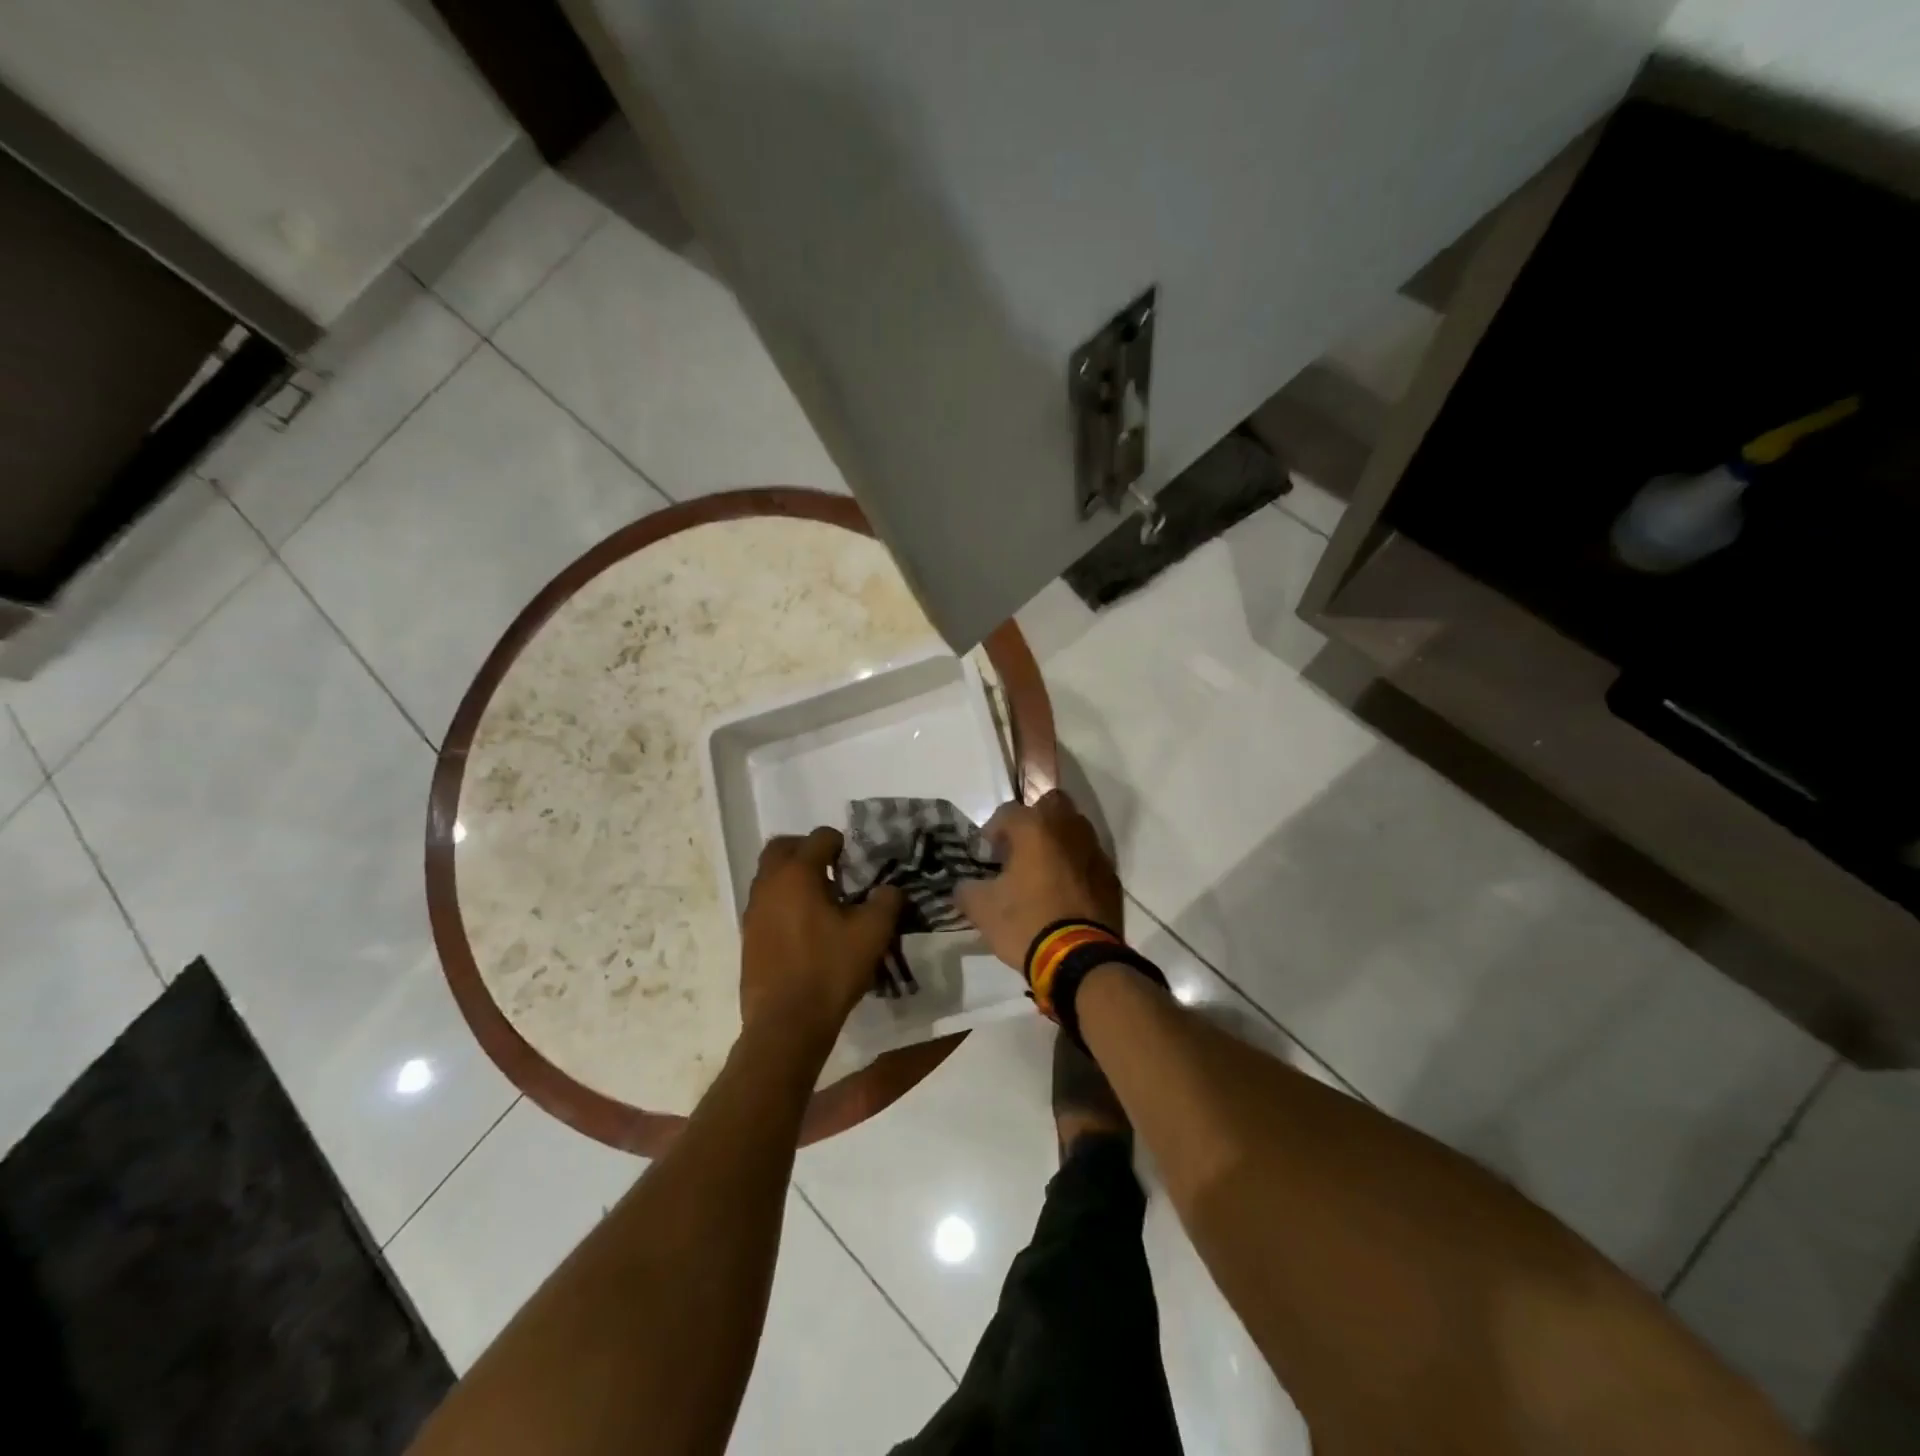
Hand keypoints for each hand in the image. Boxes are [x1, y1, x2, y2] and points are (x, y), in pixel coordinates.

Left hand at [739, 827, 902, 1047]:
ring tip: (821, 899)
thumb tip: (888, 889)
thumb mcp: (872, 934)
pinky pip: (766, 902)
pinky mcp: (748, 935)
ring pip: (770, 875)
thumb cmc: (830, 970)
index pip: (819, 837)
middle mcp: (769, 883)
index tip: (856, 862)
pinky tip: (806, 927)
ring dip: (793, 876)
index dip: (841, 843)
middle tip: (833, 868)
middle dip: (807, 850)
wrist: (786, 1024)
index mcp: (798, 873)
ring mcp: (753, 910)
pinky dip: (783, 901)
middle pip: (783, 847)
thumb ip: (886, 902)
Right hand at [956, 790, 1123, 972]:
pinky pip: (1089, 858)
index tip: (987, 857)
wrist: (1080, 959)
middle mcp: (1068, 828)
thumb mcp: (982, 909)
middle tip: (1019, 850)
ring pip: (1074, 828)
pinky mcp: (1110, 876)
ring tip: (1042, 871)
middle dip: (1033, 821)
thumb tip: (965, 886)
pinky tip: (1064, 892)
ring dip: (1057, 841)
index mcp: (1034, 828)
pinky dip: (1076, 866)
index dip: (992, 831)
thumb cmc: (1026, 923)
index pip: (1007, 811)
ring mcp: (1094, 851)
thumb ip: (967, 889)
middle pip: (1050, 804)